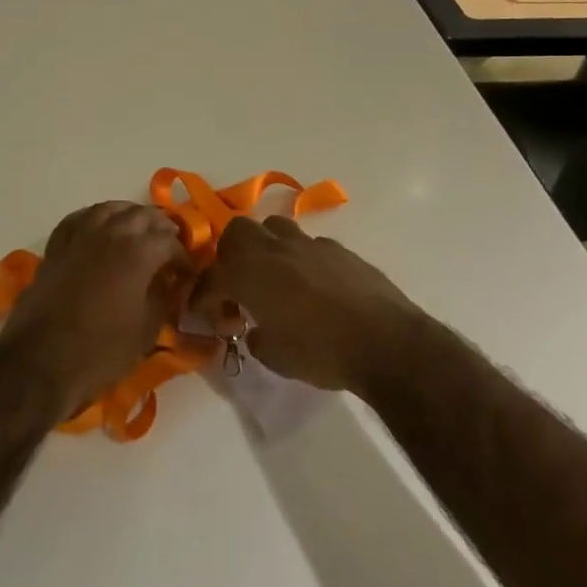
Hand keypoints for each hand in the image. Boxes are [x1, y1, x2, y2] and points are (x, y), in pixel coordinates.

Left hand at [0, 202, 192, 418]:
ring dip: (129, 215)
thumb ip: (162, 299)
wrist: (39, 363)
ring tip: (138, 230)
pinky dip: (95, 217)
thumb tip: (169, 283)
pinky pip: (79, 219)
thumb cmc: (100, 351)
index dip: (182, 256)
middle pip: (142, 216)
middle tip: (168, 247)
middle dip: (160, 229)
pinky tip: (100, 226)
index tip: (186, 274)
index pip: (169, 242)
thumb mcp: (145, 331)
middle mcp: (110, 233)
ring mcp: (79, 236)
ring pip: (110, 209)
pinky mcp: (56, 247)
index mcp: (138, 252)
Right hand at [192, 217, 429, 392]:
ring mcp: (309, 244)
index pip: (212, 278)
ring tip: (273, 278)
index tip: (201, 313)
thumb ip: (256, 337)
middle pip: (238, 232)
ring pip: (274, 229)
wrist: (385, 341)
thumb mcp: (275, 357)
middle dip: (230, 256)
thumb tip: (256, 328)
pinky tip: (312, 287)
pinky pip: (308, 246)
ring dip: (265, 249)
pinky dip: (300, 261)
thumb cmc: (321, 352)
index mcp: (249, 272)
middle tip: (237, 285)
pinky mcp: (339, 249)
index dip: (202, 297)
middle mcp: (274, 248)